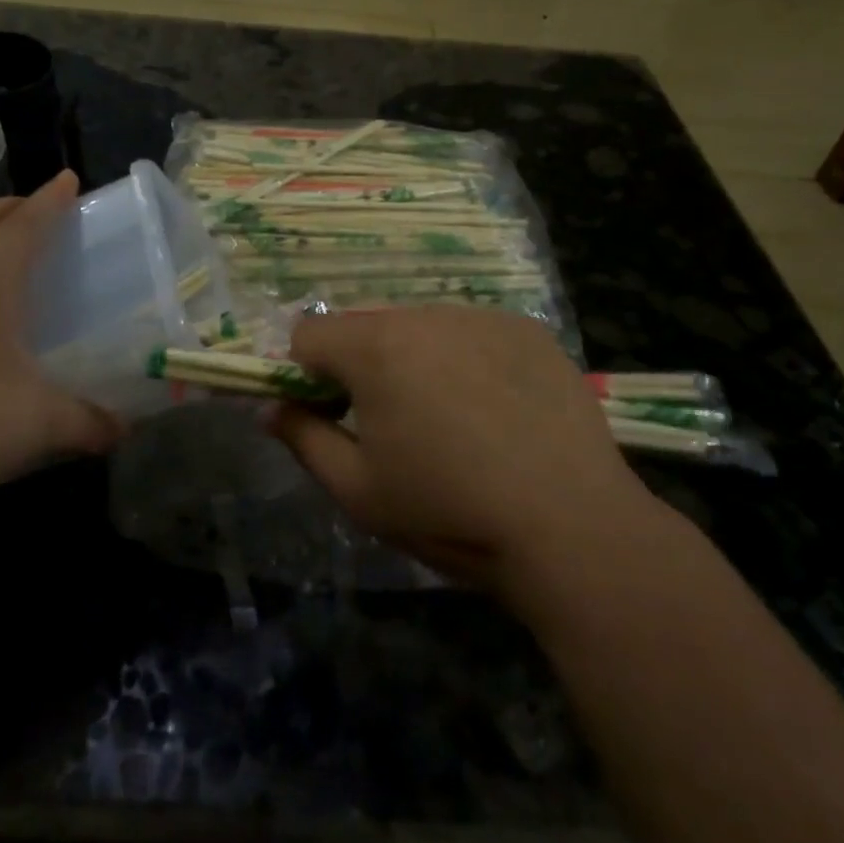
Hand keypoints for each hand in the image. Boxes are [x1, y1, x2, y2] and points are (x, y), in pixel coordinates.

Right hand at [271, 307, 666, 604]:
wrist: (571, 527)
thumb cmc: (448, 512)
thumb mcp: (358, 491)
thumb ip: (303, 439)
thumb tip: (272, 410)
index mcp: (375, 347)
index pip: (308, 334)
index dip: (306, 374)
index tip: (330, 415)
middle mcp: (425, 315)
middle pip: (366, 326)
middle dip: (361, 365)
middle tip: (391, 424)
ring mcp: (482, 317)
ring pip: (421, 326)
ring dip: (415, 359)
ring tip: (451, 420)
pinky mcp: (528, 331)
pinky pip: (473, 333)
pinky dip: (466, 359)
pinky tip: (497, 410)